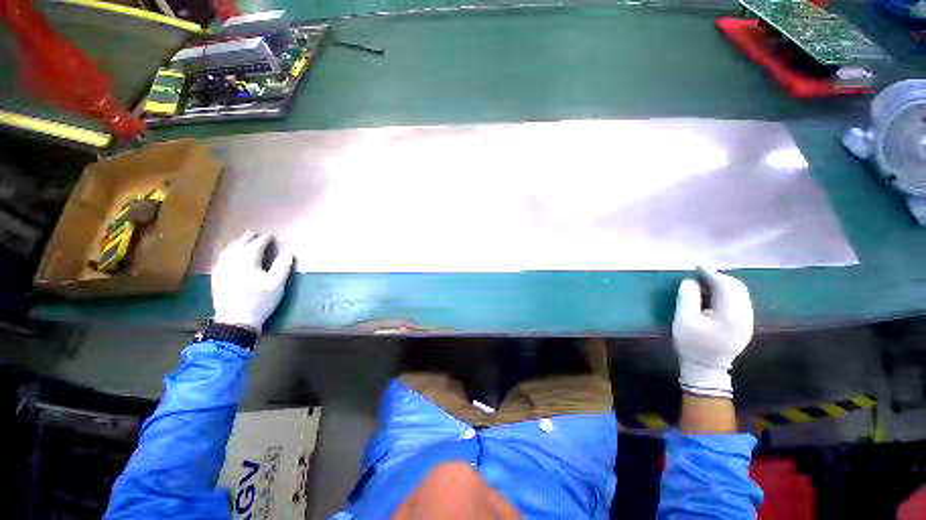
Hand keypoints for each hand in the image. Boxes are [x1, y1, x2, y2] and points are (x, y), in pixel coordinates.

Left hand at [211, 232, 293, 332]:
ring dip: (236, 244)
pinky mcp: (216, 278)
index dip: (263, 240)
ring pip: (228, 251)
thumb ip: (282, 267)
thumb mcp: (276, 285)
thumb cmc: (259, 302)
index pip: (255, 246)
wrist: (236, 321)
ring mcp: (221, 270)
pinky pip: (221, 259)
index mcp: (247, 263)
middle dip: (248, 239)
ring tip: (243, 241)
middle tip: (256, 234)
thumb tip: (288, 253)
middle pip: (239, 246)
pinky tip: (229, 255)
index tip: (270, 236)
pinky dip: (227, 253)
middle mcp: (231, 263)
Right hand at [672, 267, 752, 397]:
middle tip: (700, 274)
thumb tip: (690, 281)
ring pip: (741, 294)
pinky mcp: (745, 324)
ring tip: (706, 282)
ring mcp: (748, 321)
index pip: (726, 286)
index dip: (712, 274)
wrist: (706, 368)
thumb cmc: (692, 344)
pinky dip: (728, 293)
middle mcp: (745, 315)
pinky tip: (715, 295)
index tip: (698, 266)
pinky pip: (740, 301)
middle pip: (737, 288)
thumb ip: (687, 298)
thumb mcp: (683, 321)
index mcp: (731, 315)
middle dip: (719, 277)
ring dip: (724, 285)